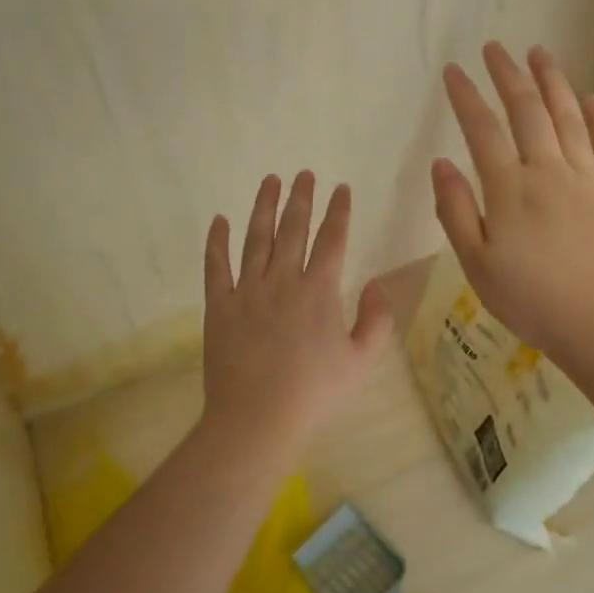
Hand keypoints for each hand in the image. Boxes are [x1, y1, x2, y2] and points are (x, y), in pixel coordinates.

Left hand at [202, 172, 393, 437]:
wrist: (257, 418)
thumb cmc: (314, 393)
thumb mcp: (362, 362)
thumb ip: (377, 320)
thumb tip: (378, 283)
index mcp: (319, 291)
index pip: (332, 239)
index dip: (338, 211)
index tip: (341, 188)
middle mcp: (283, 280)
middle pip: (293, 229)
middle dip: (301, 198)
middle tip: (303, 173)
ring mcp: (247, 290)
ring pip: (256, 238)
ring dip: (264, 207)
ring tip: (270, 181)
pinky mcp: (219, 305)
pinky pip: (216, 266)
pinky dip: (217, 241)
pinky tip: (219, 220)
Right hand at [432, 43, 593, 361]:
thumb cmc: (533, 301)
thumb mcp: (477, 265)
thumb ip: (457, 212)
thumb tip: (442, 164)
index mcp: (510, 189)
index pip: (482, 130)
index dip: (466, 97)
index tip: (454, 70)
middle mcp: (550, 171)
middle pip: (528, 111)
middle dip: (509, 75)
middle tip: (496, 48)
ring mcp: (590, 180)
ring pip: (570, 118)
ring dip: (553, 82)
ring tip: (540, 54)